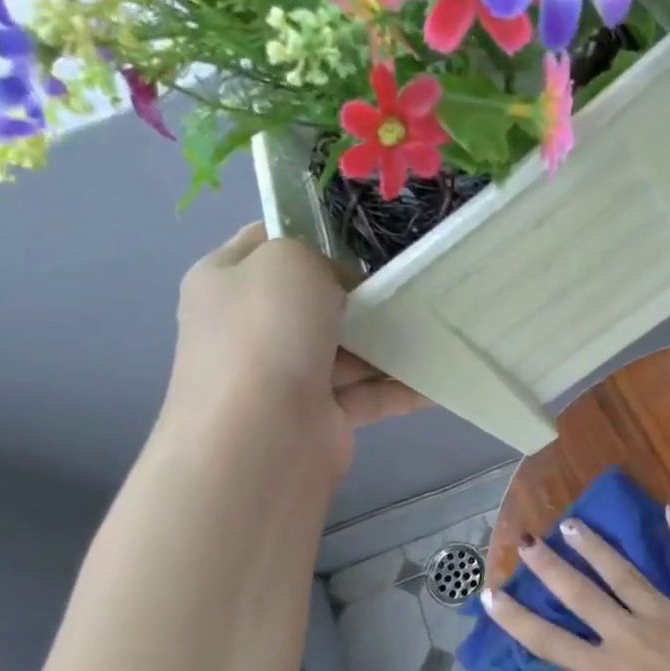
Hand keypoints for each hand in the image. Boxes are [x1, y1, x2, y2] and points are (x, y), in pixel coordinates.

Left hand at [167, 224, 426, 475]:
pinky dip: (403, 387)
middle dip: (366, 291)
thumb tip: (347, 288)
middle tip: (415, 280)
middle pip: (319, 299)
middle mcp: (254, 326)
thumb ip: (320, 256)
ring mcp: (289, 375)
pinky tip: (441, 378)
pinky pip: (371, 394)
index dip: (317, 231)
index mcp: (228, 279)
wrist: (261, 439)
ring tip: (442, 326)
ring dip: (392, 341)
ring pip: (351, 349)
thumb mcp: (289, 261)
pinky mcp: (324, 415)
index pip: (272, 241)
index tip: (369, 235)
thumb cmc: (267, 335)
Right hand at [481, 505, 669, 670]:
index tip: (490, 595)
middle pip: (580, 594)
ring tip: (573, 524)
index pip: (547, 640)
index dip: (514, 617)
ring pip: (624, 573)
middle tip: (527, 541)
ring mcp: (669, 615)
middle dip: (549, 566)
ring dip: (595, 546)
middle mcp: (629, 634)